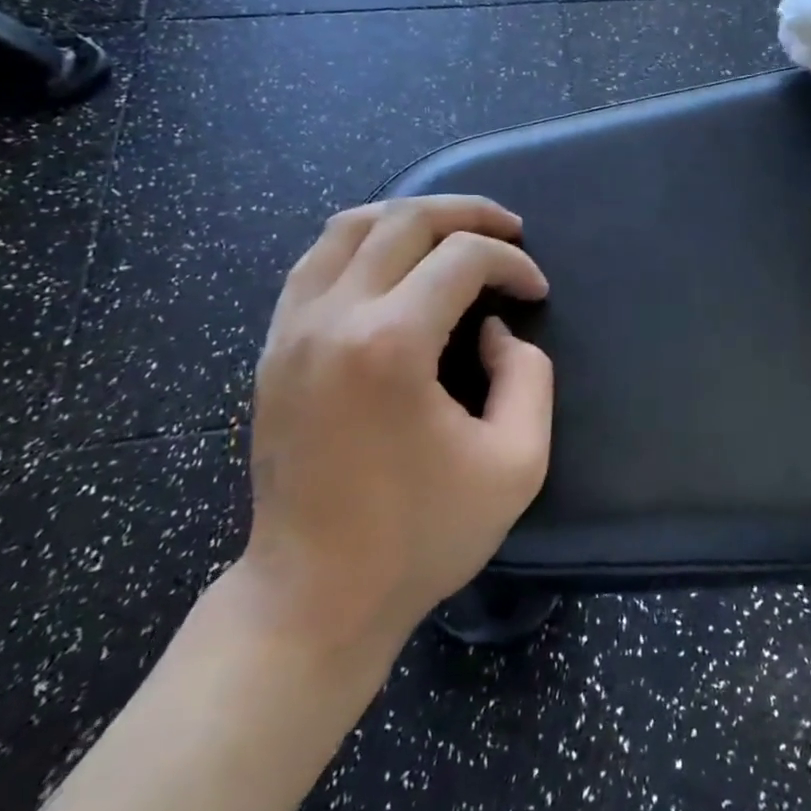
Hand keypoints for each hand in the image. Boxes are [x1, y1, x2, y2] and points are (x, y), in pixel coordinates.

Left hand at [234, 196, 553, 659]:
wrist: (313, 596)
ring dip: (410, 215)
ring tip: (452, 230)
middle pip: (405, 220)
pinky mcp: (273, 346)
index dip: (512, 263)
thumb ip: (528, 376)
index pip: (463, 259)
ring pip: (349, 226)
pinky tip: (391, 259)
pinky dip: (361, 241)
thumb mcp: (517, 463)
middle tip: (509, 230)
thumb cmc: (421, 536)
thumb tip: (495, 328)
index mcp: (391, 345)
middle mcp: (334, 317)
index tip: (536, 292)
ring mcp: (293, 328)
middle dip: (468, 215)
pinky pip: (315, 261)